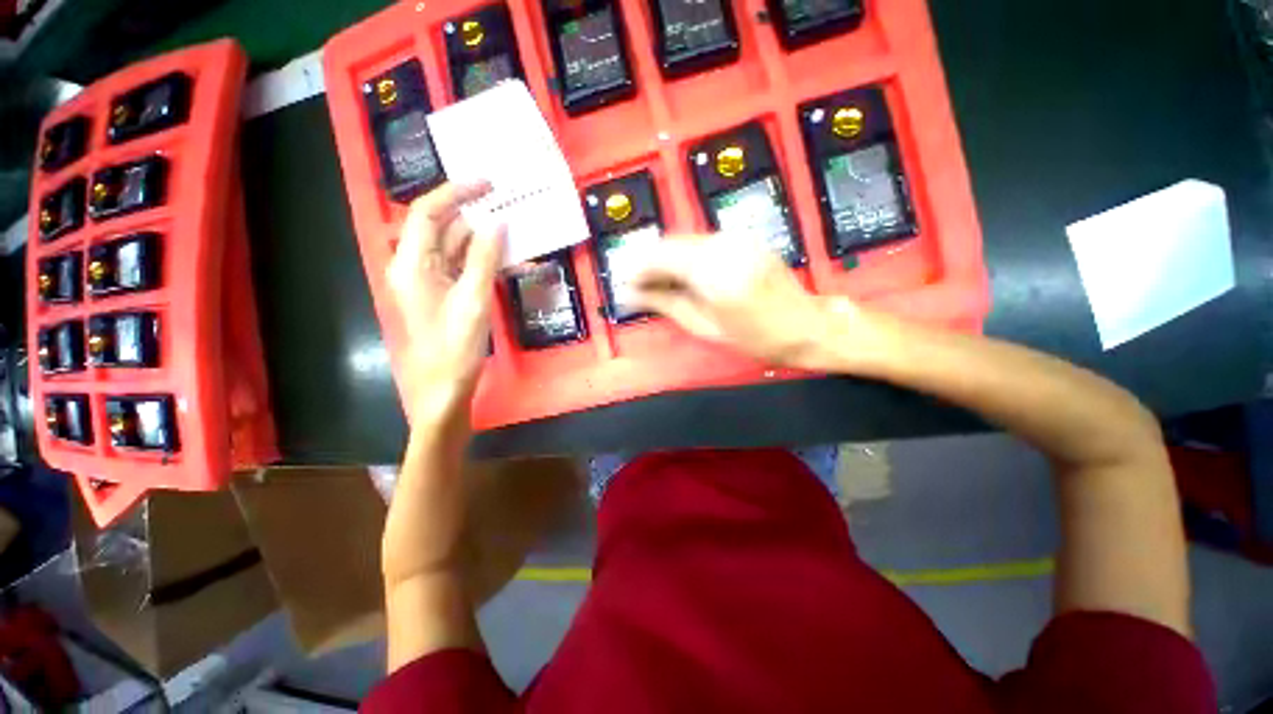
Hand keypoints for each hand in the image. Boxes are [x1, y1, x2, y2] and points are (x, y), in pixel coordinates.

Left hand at [386, 182, 504, 406]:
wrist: (445, 386)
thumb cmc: (455, 345)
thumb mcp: (473, 299)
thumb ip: (484, 258)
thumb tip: (498, 223)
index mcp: (412, 263)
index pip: (429, 212)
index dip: (457, 193)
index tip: (488, 184)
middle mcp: (417, 265)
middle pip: (444, 227)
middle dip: (475, 214)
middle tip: (509, 204)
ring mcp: (432, 280)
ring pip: (458, 247)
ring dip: (486, 239)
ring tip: (517, 229)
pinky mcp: (447, 293)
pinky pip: (466, 267)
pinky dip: (488, 261)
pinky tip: (514, 260)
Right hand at [630, 233, 852, 369]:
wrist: (807, 325)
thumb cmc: (757, 338)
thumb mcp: (705, 327)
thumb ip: (665, 304)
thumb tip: (631, 295)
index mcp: (713, 273)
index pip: (660, 257)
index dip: (636, 269)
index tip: (624, 284)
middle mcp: (723, 246)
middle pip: (670, 244)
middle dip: (648, 263)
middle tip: (637, 286)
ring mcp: (735, 238)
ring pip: (684, 242)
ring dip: (666, 260)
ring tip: (657, 285)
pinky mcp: (742, 239)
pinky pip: (702, 243)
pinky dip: (685, 258)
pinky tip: (682, 276)